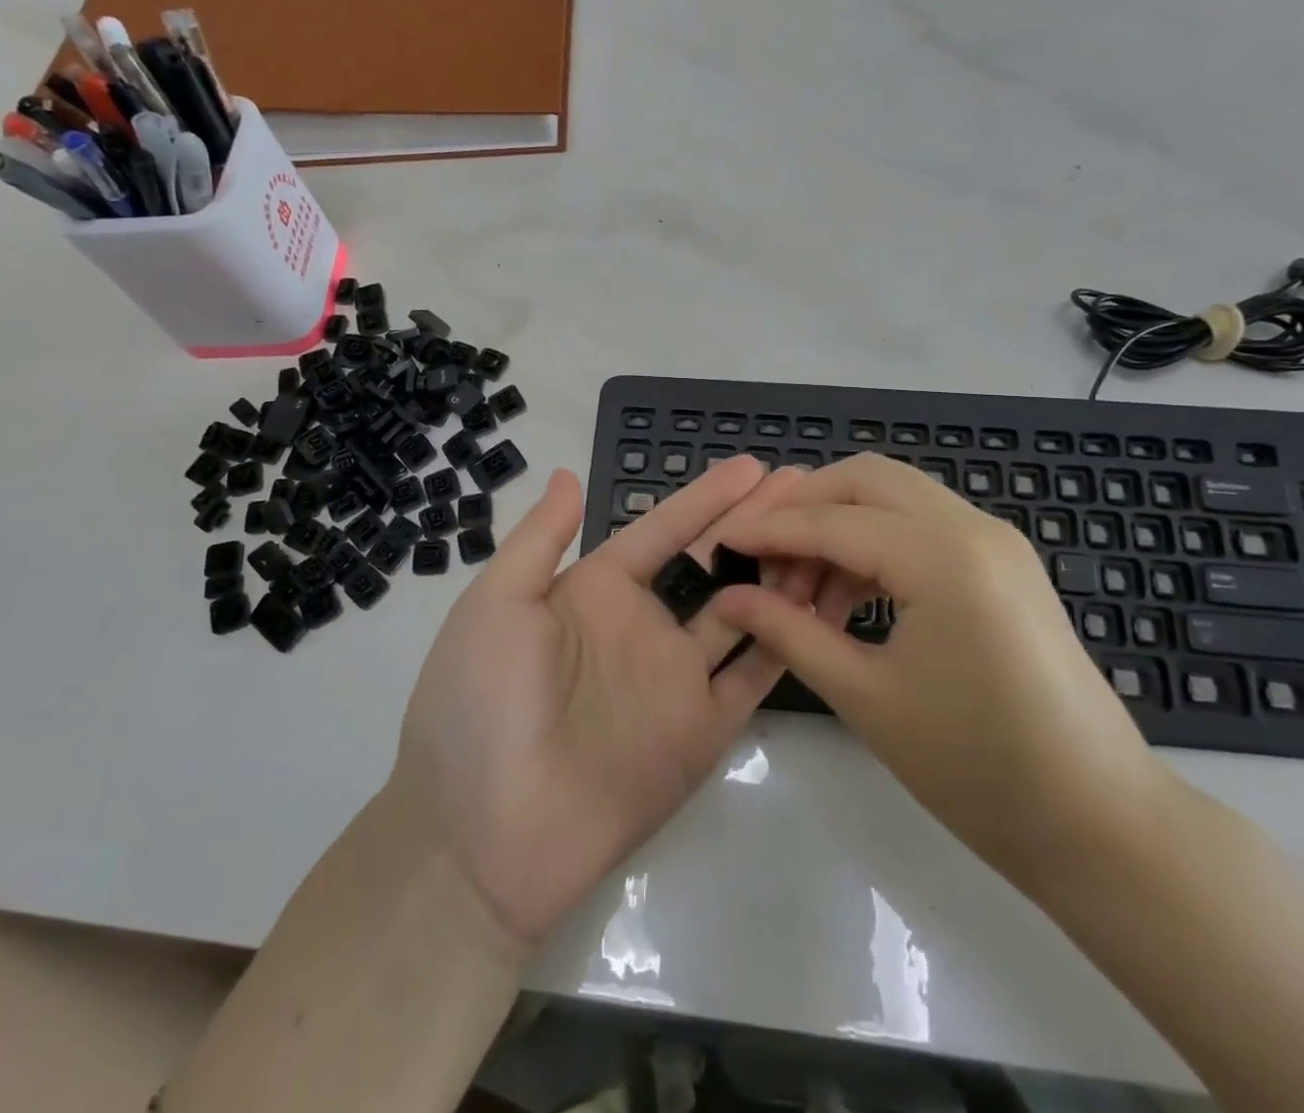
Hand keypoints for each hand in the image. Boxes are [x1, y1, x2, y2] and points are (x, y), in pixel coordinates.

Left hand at [391, 456, 819, 952]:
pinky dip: (786, 638)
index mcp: (595, 592)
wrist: (480, 837)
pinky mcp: (701, 731)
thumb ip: (540, 539)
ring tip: (826, 530)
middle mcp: (643, 627)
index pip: (663, 531)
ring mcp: (676, 679)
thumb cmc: (476, 705)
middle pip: (712, 561)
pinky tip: (820, 602)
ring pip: (745, 609)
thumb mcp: (495, 604)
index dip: (706, 498)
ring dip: (781, 570)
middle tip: (805, 486)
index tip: (751, 466)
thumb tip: (569, 474)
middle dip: (756, 522)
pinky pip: (753, 675)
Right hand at [715, 454, 1179, 887]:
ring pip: (894, 497)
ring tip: (800, 590)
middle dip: (804, 506)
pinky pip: (922, 526)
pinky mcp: (1002, 562)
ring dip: (839, 525)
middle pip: (865, 479)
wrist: (1099, 822)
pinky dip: (875, 543)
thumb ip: (789, 632)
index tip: (720, 542)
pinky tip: (846, 596)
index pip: (832, 521)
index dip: (768, 530)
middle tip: (761, 556)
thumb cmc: (976, 768)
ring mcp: (994, 540)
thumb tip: (729, 599)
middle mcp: (972, 526)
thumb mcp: (866, 697)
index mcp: (942, 555)